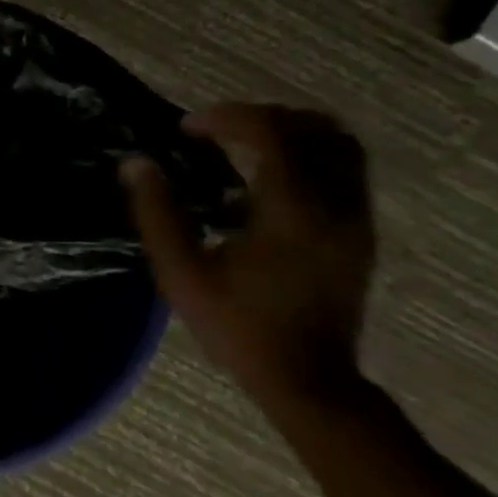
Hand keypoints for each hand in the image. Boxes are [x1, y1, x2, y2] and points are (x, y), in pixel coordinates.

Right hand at [124, 103, 375, 406]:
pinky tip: (270, 185)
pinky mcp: (361, 233)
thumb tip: (136, 164)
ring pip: (340, 145)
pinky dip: (309, 158)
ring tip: (247, 147)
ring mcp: (356, 217)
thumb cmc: (239, 327)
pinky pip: (345, 171)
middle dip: (262, 117)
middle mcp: (336, 202)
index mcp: (292, 208)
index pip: (270, 132)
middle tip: (220, 130)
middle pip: (314, 127)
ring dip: (292, 134)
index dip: (227, 117)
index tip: (188, 128)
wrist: (307, 378)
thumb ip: (157, 214)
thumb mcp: (183, 275)